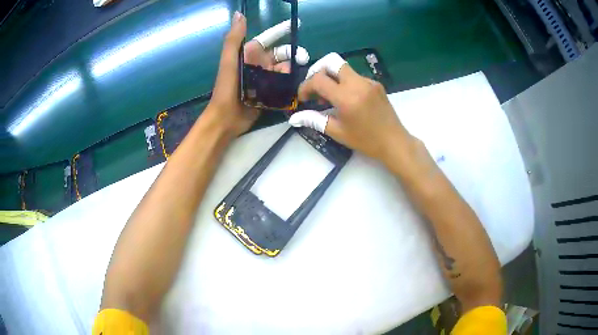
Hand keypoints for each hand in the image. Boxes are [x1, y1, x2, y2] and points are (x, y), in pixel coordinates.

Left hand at [206, 14, 309, 137]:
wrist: (226, 118)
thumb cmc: (226, 88)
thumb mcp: (229, 61)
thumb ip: (234, 38)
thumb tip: (239, 14)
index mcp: (249, 55)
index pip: (268, 39)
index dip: (281, 31)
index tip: (296, 24)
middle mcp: (258, 65)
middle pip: (281, 54)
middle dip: (292, 54)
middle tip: (303, 58)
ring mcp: (265, 79)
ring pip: (285, 70)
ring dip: (293, 70)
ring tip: (298, 74)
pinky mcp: (269, 93)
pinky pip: (284, 85)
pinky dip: (291, 83)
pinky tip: (298, 84)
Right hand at [289, 53, 412, 161]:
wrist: (394, 142)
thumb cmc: (365, 140)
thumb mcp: (337, 132)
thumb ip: (314, 120)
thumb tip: (294, 118)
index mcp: (346, 97)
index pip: (318, 79)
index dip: (305, 86)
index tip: (304, 98)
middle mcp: (357, 83)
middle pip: (332, 62)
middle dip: (318, 71)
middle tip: (315, 87)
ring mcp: (369, 81)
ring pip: (344, 68)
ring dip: (332, 77)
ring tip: (330, 97)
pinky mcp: (376, 83)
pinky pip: (355, 76)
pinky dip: (345, 83)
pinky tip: (347, 99)